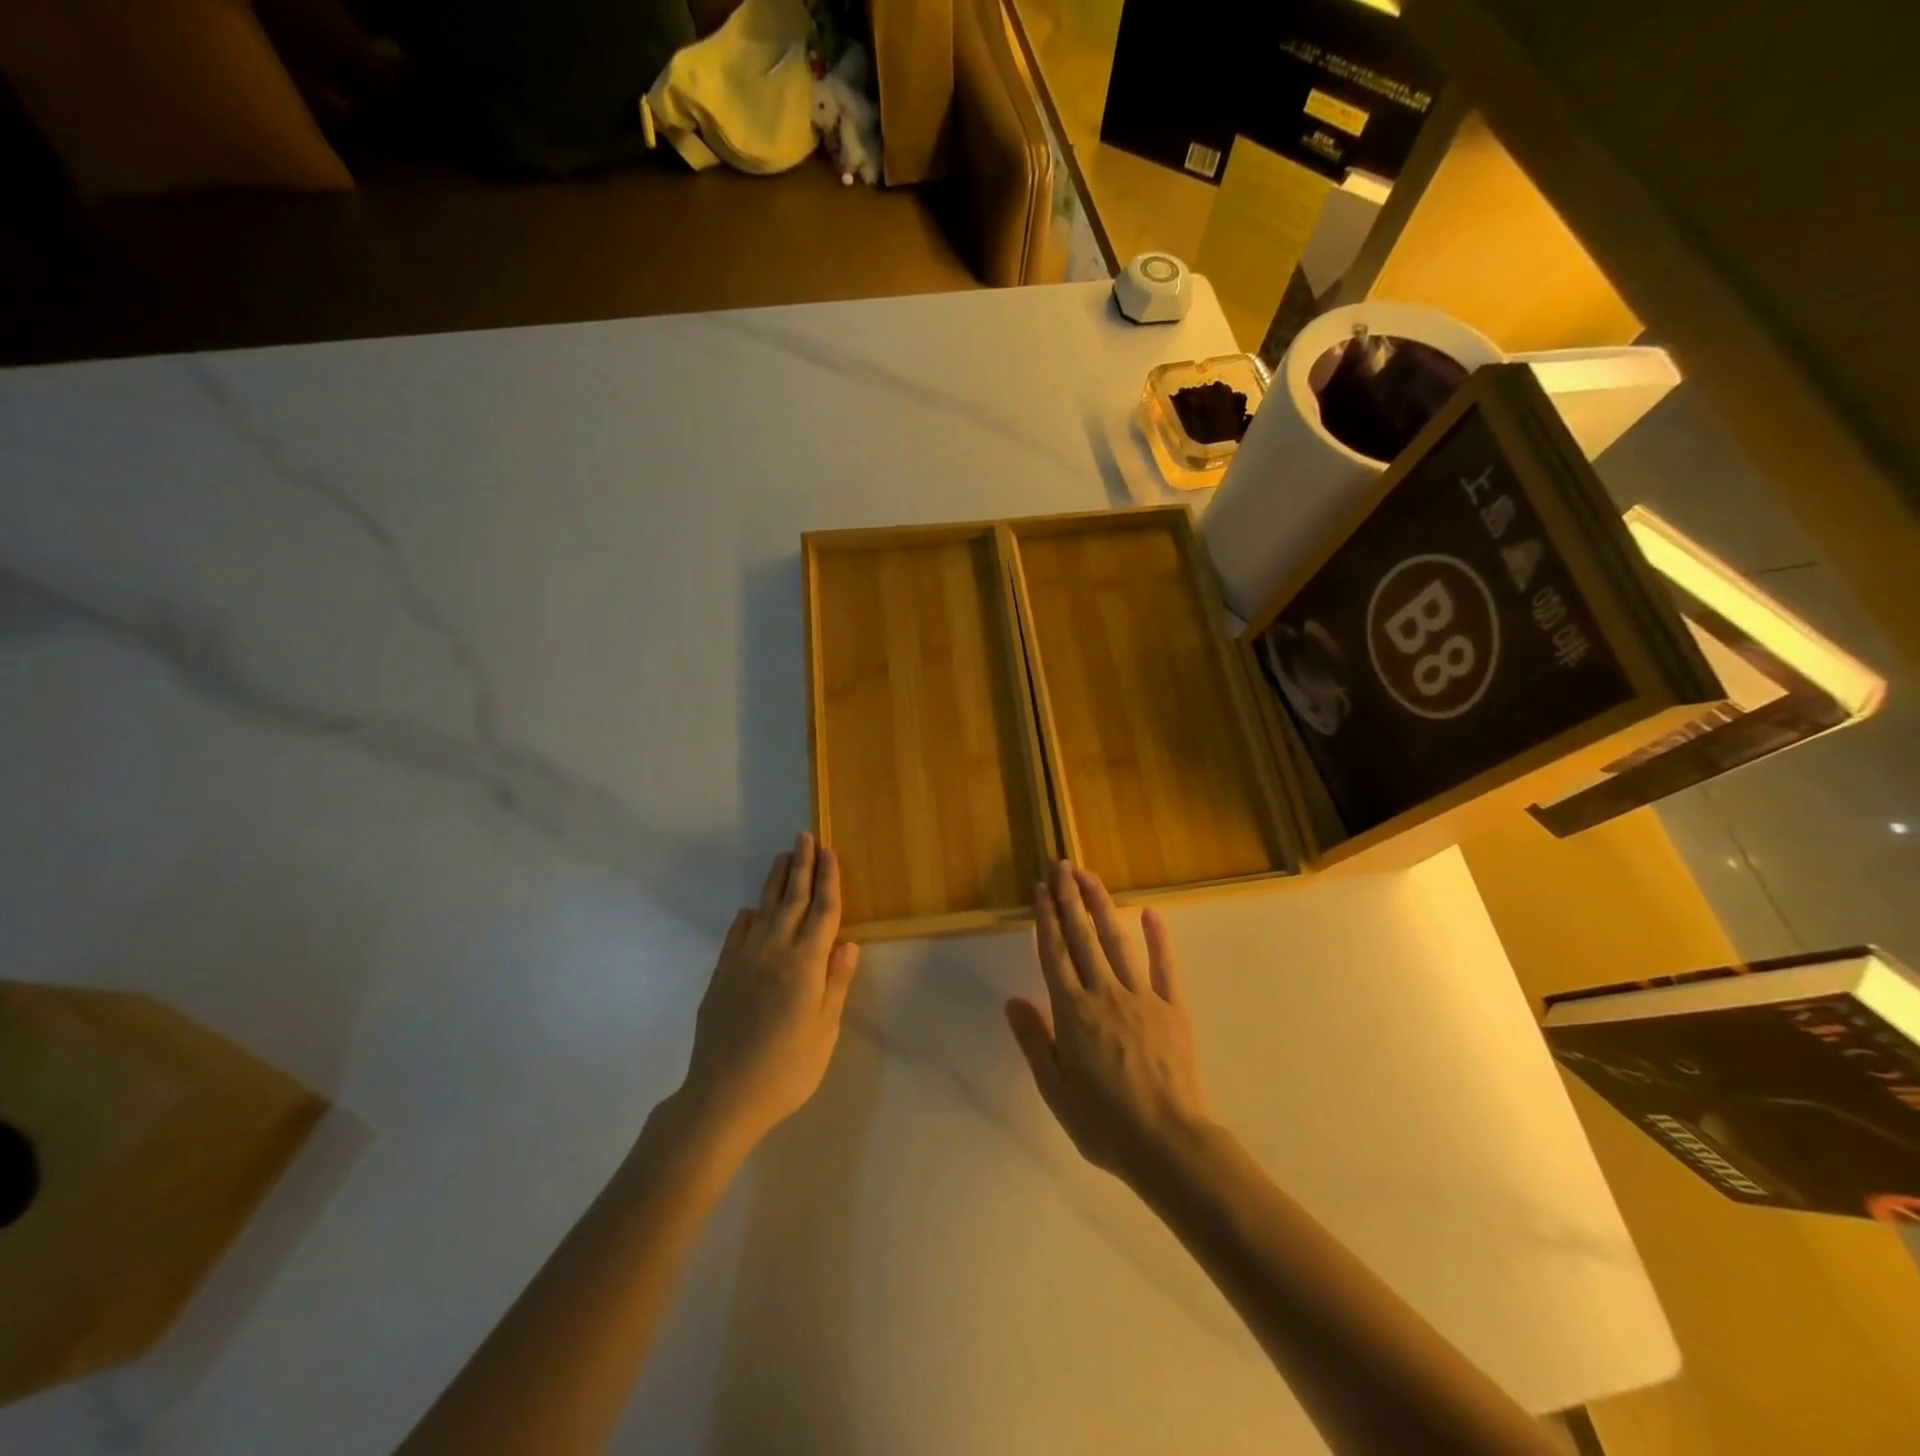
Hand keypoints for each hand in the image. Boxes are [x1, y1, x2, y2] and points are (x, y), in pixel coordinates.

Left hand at [680, 832, 859, 1151]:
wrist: (722, 1096)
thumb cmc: (786, 1069)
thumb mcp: (824, 1031)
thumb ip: (835, 984)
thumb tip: (847, 945)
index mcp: (805, 965)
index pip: (822, 912)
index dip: (828, 880)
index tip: (830, 853)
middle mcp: (774, 952)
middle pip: (792, 900)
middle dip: (802, 866)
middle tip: (805, 836)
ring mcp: (743, 961)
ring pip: (764, 910)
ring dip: (775, 881)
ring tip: (783, 857)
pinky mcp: (721, 975)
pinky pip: (737, 934)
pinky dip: (747, 917)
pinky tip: (751, 909)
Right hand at [1006, 863, 1212, 1188]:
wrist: (1168, 1144)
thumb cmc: (1104, 1123)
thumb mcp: (1055, 1090)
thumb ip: (1034, 1041)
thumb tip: (1013, 1001)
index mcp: (1072, 1012)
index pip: (1054, 954)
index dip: (1046, 919)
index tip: (1040, 889)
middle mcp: (1104, 993)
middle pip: (1082, 937)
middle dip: (1070, 898)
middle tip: (1062, 866)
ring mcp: (1141, 996)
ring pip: (1117, 941)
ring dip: (1102, 905)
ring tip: (1090, 876)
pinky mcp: (1172, 1007)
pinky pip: (1164, 965)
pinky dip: (1158, 937)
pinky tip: (1150, 912)